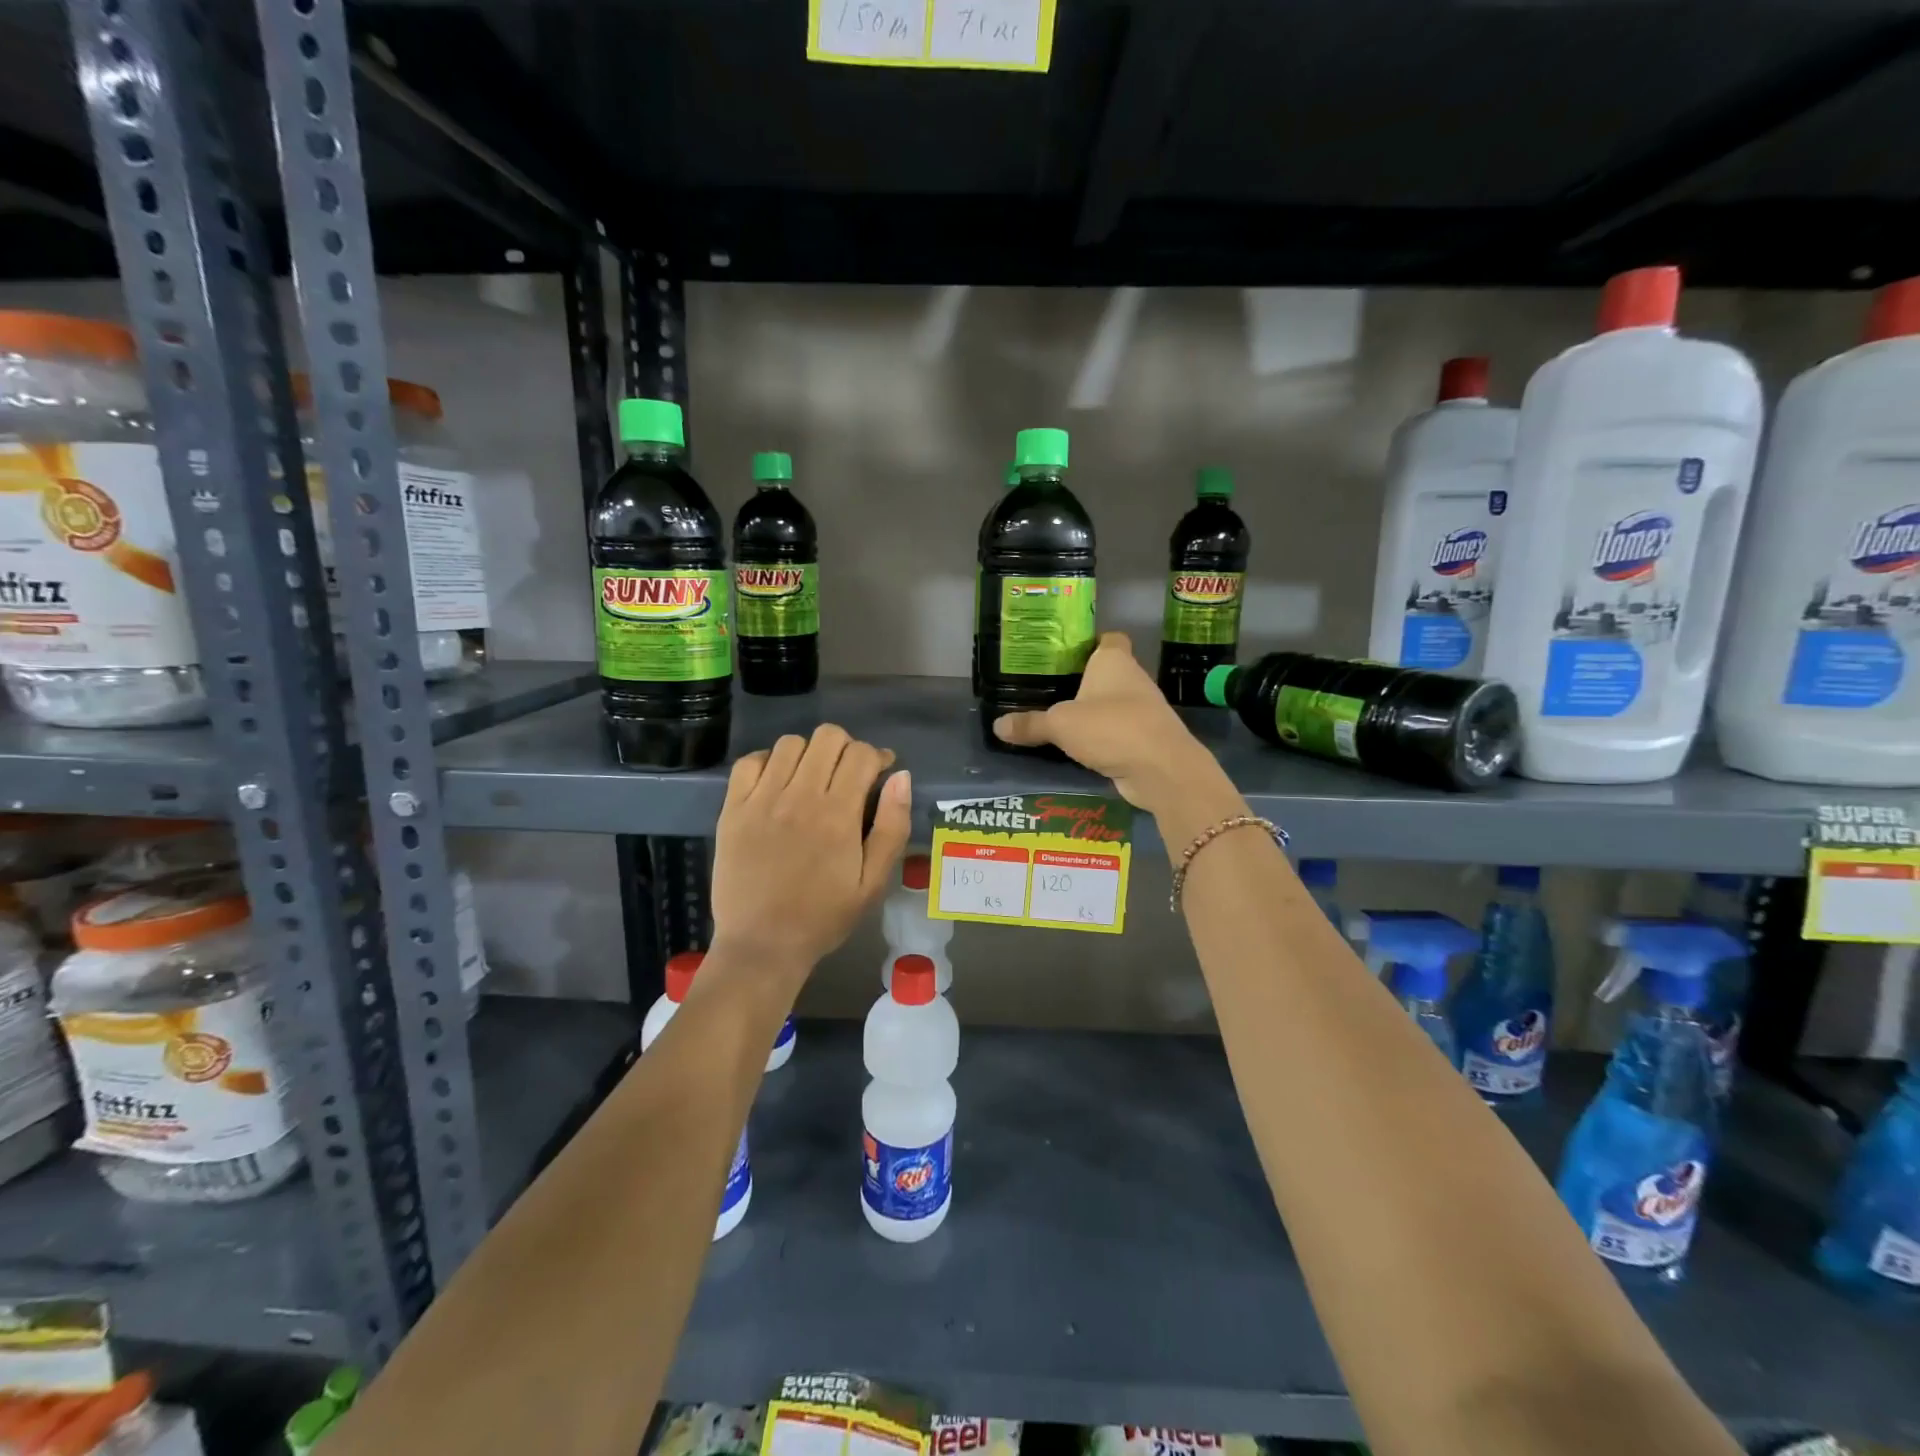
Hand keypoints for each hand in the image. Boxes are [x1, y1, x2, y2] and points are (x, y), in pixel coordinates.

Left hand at [710, 724, 911, 988]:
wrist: (762, 945)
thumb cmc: (824, 917)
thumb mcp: (873, 882)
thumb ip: (892, 827)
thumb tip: (900, 776)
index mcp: (838, 814)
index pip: (862, 754)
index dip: (878, 756)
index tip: (880, 773)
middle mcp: (799, 796)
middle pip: (827, 737)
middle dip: (847, 748)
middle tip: (848, 775)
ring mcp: (761, 800)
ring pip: (790, 743)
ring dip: (809, 753)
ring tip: (812, 779)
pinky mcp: (733, 809)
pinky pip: (749, 762)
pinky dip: (767, 762)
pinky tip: (776, 784)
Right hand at [992, 632, 1227, 812]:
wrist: (1161, 768)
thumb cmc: (1111, 727)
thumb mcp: (1060, 725)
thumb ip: (1030, 724)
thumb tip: (997, 726)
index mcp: (1114, 660)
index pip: (1108, 638)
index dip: (1089, 642)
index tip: (1064, 653)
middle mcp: (1132, 678)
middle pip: (1107, 672)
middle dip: (1083, 680)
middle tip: (1048, 687)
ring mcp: (1143, 709)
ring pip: (1112, 703)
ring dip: (1092, 711)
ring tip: (1057, 718)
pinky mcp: (1146, 738)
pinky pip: (1117, 731)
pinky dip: (1102, 737)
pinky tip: (1078, 747)